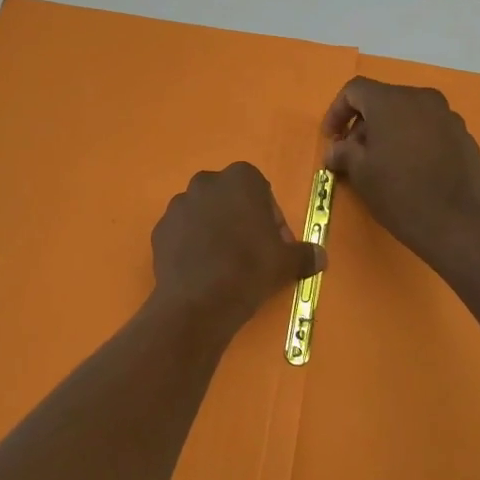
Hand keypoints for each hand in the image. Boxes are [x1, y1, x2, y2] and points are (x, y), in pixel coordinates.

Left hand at [150, 162, 322, 335]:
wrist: (200, 300)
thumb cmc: (250, 269)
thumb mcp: (287, 262)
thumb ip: (305, 254)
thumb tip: (320, 257)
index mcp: (240, 179)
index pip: (260, 190)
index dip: (269, 218)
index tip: (273, 244)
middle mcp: (205, 183)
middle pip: (229, 199)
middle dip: (240, 220)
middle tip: (251, 254)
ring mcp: (178, 205)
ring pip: (203, 214)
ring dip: (214, 231)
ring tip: (224, 265)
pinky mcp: (159, 229)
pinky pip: (182, 233)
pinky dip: (192, 245)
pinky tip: (202, 270)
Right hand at [323, 77, 479, 271]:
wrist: (455, 222)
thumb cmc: (398, 193)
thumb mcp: (360, 174)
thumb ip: (343, 153)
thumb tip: (336, 149)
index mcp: (391, 102)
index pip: (355, 90)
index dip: (336, 111)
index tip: (331, 138)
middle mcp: (422, 99)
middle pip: (384, 100)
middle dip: (364, 123)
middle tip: (353, 153)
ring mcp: (448, 116)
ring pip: (409, 114)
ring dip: (390, 131)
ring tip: (383, 162)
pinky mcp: (464, 136)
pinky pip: (430, 129)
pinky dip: (414, 140)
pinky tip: (411, 168)